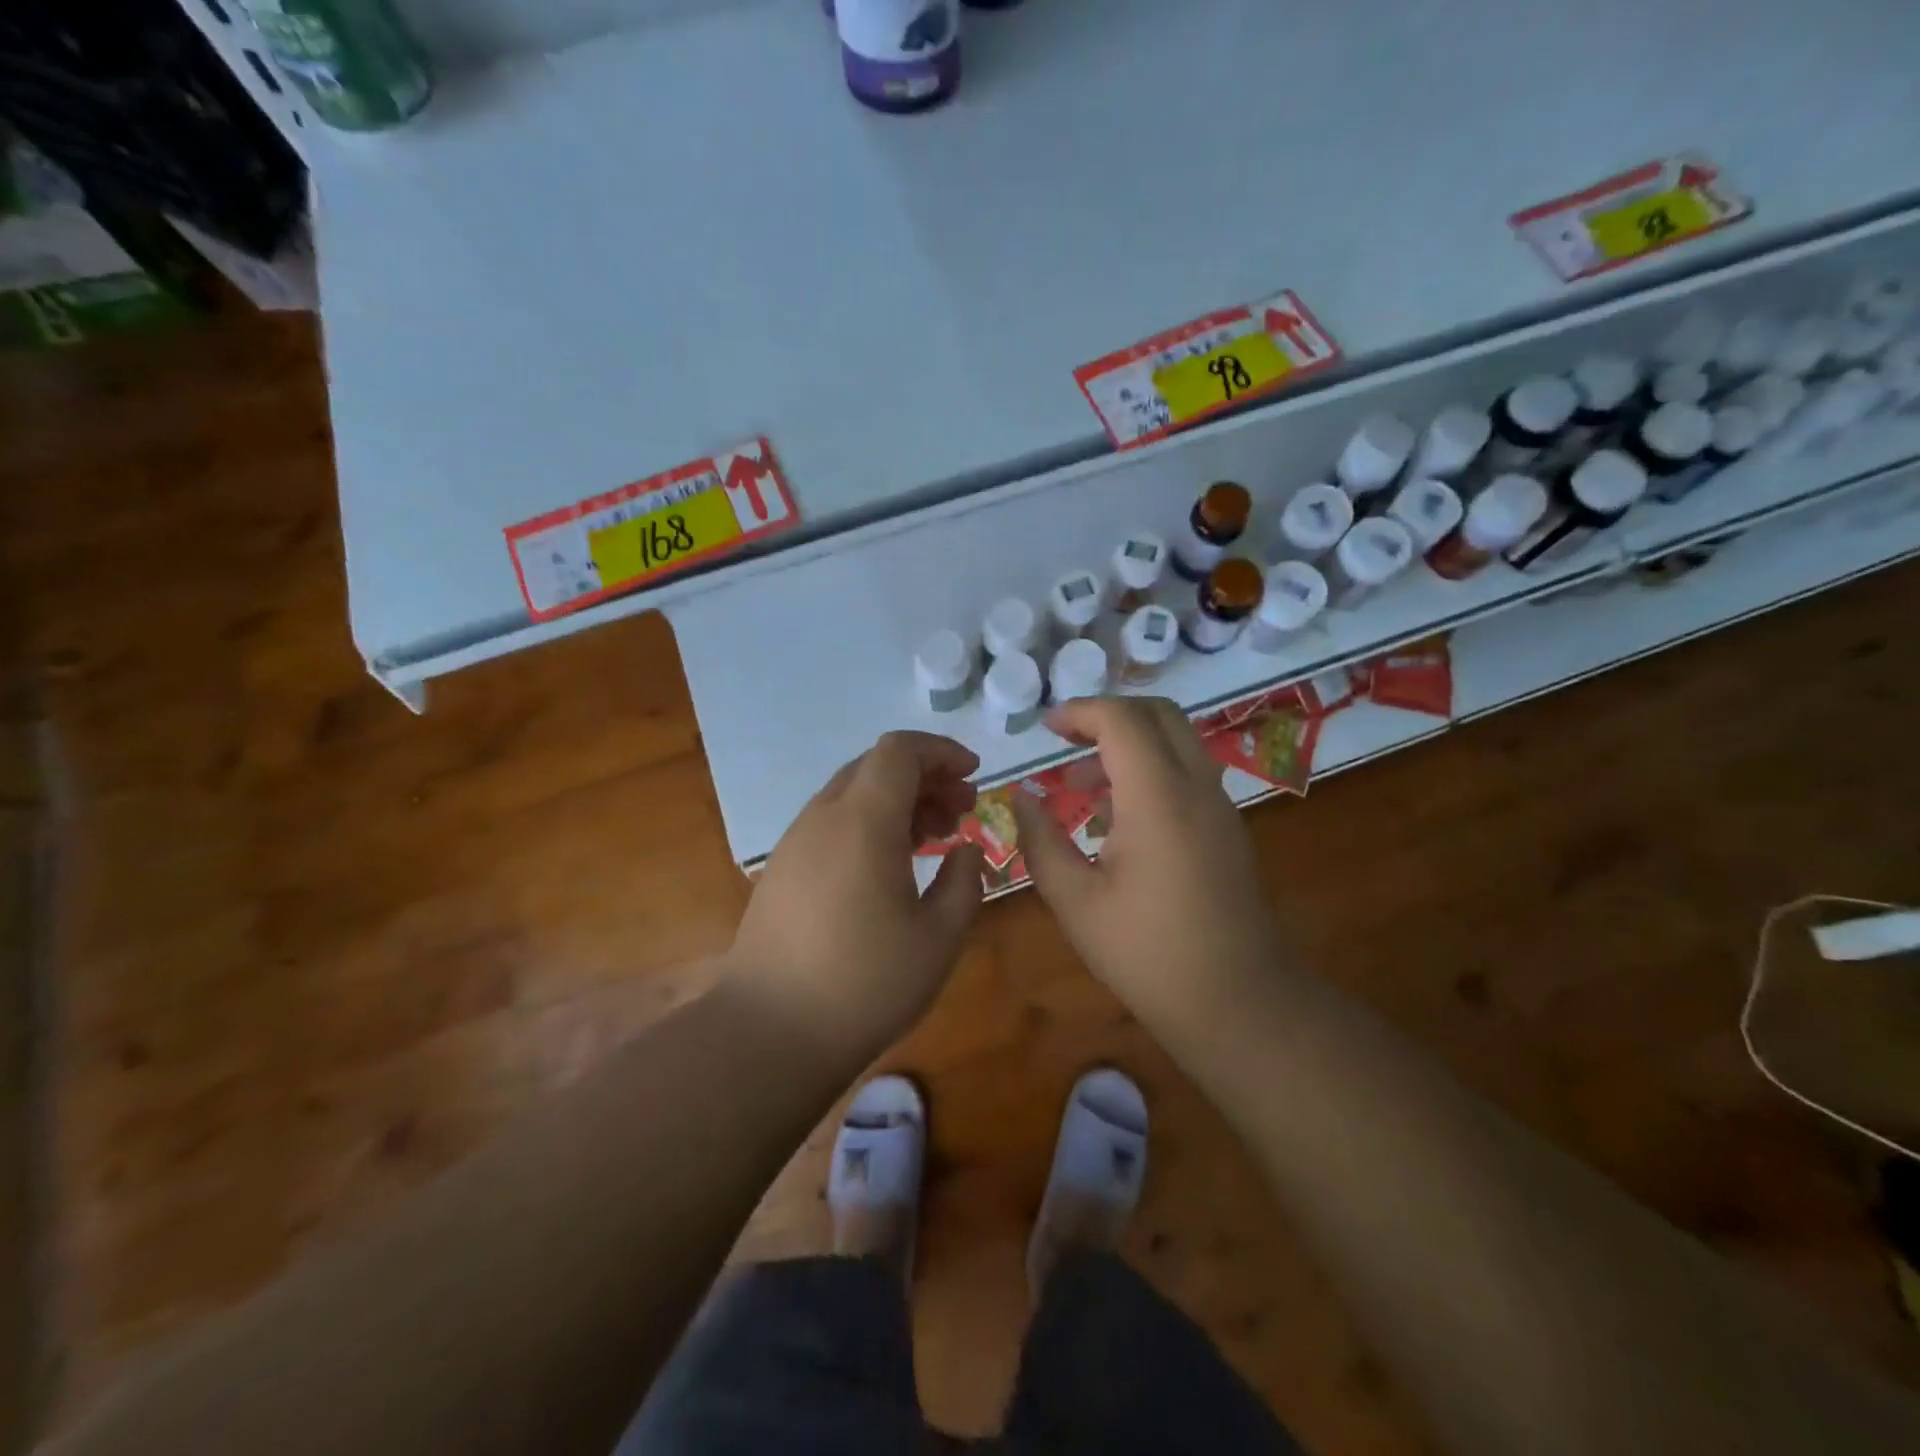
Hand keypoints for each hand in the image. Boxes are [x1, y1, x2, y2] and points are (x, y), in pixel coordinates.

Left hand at [726, 731, 984, 1063]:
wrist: (768, 1032)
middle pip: (876, 766)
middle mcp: (824, 818)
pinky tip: (891, 866)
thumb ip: (964, 882)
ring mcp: (796, 843)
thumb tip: (966, 851)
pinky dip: (870, 823)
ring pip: (853, 794)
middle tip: (962, 812)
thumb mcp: (939, 938)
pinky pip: (833, 823)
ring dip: (898, 802)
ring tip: (935, 839)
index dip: (941, 751)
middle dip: (926, 777)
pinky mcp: (782, 870)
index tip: (973, 776)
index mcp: (863, 820)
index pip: (900, 750)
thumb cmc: (865, 983)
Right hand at [1012, 698, 1277, 1031]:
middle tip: (1067, 741)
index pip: (1122, 720)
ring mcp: (1219, 806)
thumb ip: (1041, 841)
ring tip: (1082, 786)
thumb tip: (1022, 798)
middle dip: (1108, 715)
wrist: (1238, 1002)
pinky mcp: (1227, 828)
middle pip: (1159, 715)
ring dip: (1130, 745)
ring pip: (1177, 741)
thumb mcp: (1075, 901)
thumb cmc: (1147, 953)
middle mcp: (1196, 787)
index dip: (1080, 712)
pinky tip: (1117, 820)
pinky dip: (1150, 770)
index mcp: (1158, 798)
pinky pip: (1187, 773)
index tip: (1046, 729)